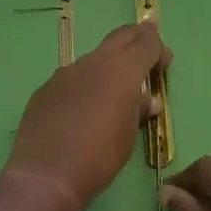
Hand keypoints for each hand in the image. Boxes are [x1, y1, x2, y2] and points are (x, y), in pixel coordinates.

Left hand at [3, 22, 169, 210]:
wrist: (46, 174)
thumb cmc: (99, 155)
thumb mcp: (129, 135)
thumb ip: (139, 110)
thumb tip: (149, 101)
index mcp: (122, 69)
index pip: (146, 41)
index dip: (159, 48)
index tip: (164, 64)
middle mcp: (94, 62)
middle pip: (121, 36)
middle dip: (137, 40)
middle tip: (147, 56)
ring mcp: (66, 72)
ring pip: (94, 59)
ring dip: (108, 68)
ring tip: (112, 96)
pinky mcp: (46, 88)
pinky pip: (73, 79)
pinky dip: (85, 87)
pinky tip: (81, 112)